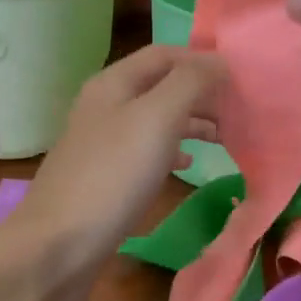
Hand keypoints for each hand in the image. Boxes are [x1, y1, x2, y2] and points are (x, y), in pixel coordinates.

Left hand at [3, 45, 223, 300]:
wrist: (57, 247)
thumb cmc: (112, 175)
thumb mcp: (156, 118)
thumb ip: (190, 83)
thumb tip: (219, 61)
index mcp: (114, 82)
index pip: (165, 54)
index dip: (203, 59)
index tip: (242, 77)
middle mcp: (107, 105)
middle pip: (162, 85)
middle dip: (202, 92)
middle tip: (242, 110)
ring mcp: (104, 142)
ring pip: (157, 118)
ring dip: (192, 122)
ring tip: (227, 136)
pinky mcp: (106, 176)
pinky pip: (147, 151)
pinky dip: (173, 151)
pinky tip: (189, 165)